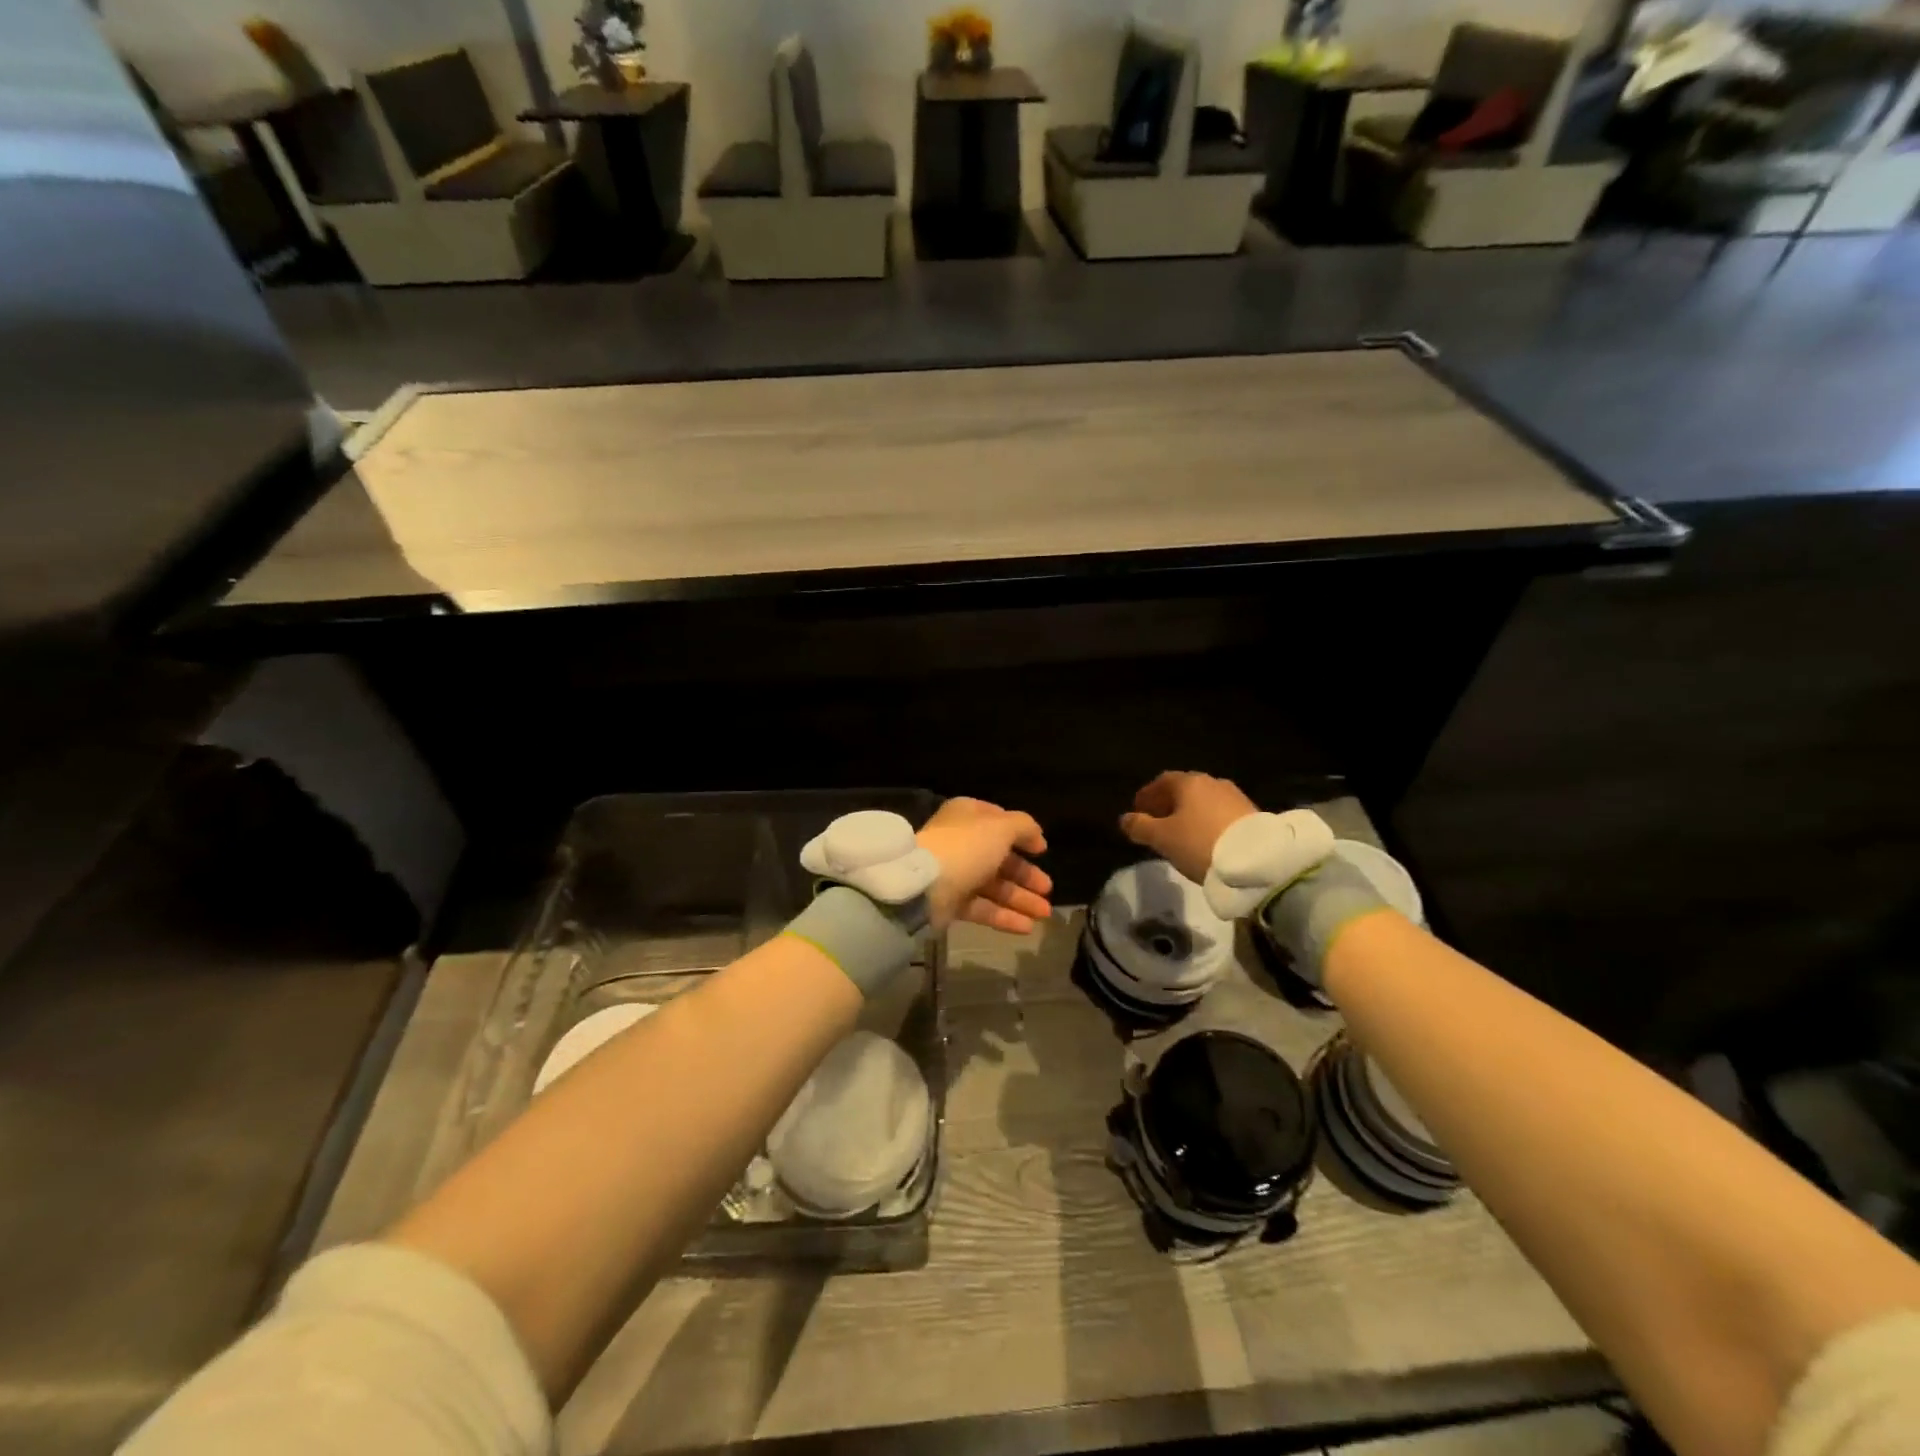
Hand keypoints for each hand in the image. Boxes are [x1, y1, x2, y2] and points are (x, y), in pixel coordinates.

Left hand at [917, 799, 1052, 933]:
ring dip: (1021, 899)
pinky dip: (1005, 917)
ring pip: (994, 886)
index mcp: (968, 816)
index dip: (1022, 835)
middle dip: (1026, 875)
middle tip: (1048, 889)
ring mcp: (955, 873)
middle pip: (1000, 858)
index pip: (999, 822)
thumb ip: (1024, 827)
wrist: (924, 886)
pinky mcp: (951, 902)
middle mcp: (961, 842)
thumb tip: (1036, 836)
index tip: (1042, 851)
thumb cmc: (966, 847)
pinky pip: (982, 908)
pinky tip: (1027, 927)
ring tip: (1045, 914)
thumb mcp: (1001, 828)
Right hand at [1119, 771, 1259, 884]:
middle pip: (1184, 790)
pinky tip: (1204, 838)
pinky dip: (1206, 821)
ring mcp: (1235, 796)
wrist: (1256, 860)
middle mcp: (1212, 782)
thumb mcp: (1163, 838)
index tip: (1138, 811)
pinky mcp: (1251, 814)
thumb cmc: (1200, 843)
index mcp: (1189, 782)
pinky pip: (1219, 813)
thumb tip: (1125, 819)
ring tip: (1180, 833)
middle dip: (1168, 804)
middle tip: (1157, 822)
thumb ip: (1140, 827)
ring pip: (1203, 801)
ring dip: (1189, 813)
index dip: (1147, 795)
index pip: (1162, 781)